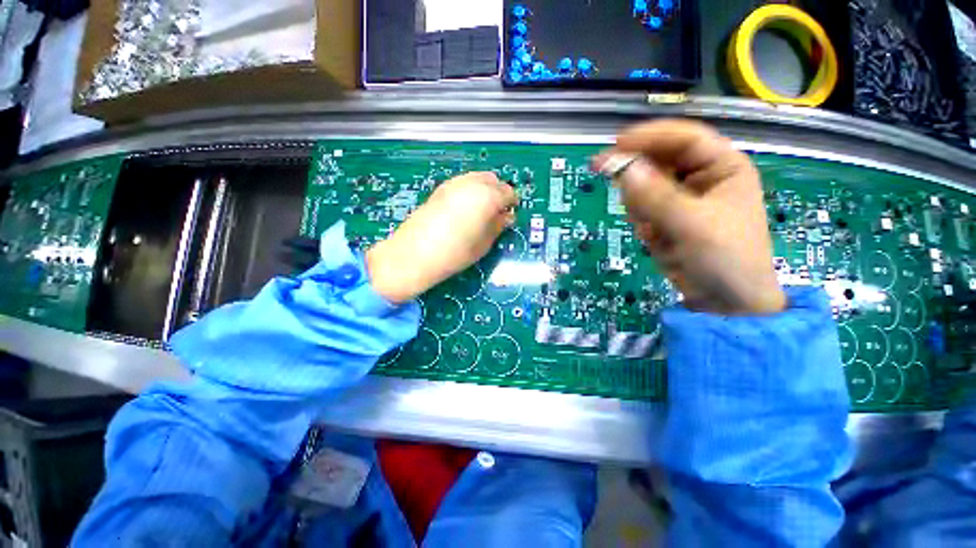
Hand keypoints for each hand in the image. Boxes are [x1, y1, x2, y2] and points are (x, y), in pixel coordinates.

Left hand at [366, 172, 516, 302]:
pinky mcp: (440, 189)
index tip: (510, 214)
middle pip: (493, 180)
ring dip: (484, 190)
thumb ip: (498, 226)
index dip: (512, 203)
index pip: (508, 192)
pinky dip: (470, 190)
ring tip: (480, 211)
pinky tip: (465, 209)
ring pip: (477, 178)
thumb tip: (506, 217)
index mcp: (487, 197)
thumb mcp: (484, 244)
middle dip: (499, 193)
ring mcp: (454, 183)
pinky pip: (463, 183)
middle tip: (497, 212)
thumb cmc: (455, 253)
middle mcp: (471, 183)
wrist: (415, 254)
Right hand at [595, 119, 784, 314]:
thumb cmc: (726, 259)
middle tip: (608, 181)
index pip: (683, 138)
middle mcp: (700, 177)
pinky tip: (654, 237)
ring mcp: (680, 199)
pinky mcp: (666, 217)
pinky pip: (641, 208)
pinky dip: (640, 221)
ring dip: (639, 205)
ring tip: (652, 229)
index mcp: (722, 167)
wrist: (725, 301)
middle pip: (658, 161)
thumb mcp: (692, 225)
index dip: (649, 137)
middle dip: (637, 176)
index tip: (614, 145)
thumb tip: (622, 169)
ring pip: (644, 187)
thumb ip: (656, 197)